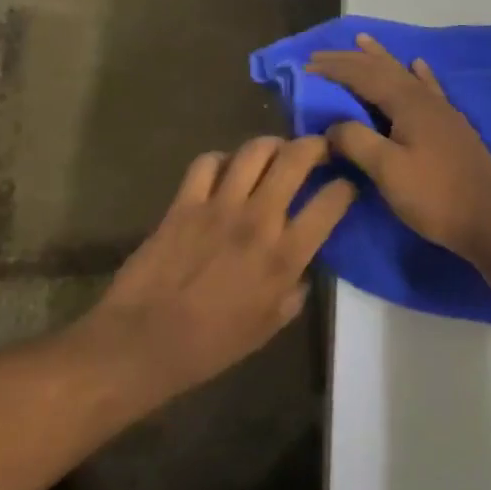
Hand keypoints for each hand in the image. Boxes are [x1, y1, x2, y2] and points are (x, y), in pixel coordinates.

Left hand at [75, 137, 354, 404]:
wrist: (142, 343)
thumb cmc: (210, 345)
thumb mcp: (268, 328)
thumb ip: (293, 292)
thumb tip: (301, 270)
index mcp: (285, 256)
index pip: (331, 202)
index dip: (347, 186)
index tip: (348, 185)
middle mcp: (259, 220)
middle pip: (296, 158)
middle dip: (316, 145)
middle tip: (321, 148)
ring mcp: (219, 206)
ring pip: (254, 150)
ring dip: (272, 144)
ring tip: (277, 151)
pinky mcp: (184, 203)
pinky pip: (207, 162)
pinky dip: (221, 160)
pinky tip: (225, 171)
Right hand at [307, 34, 490, 260]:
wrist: (489, 219)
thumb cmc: (434, 196)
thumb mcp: (387, 170)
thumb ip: (356, 141)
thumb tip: (332, 125)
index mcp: (407, 104)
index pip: (363, 76)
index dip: (334, 69)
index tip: (306, 65)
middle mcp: (425, 99)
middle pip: (383, 69)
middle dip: (351, 59)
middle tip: (321, 53)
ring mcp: (442, 111)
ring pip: (404, 74)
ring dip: (381, 58)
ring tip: (364, 41)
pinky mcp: (451, 126)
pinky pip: (428, 88)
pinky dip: (418, 74)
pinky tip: (418, 65)